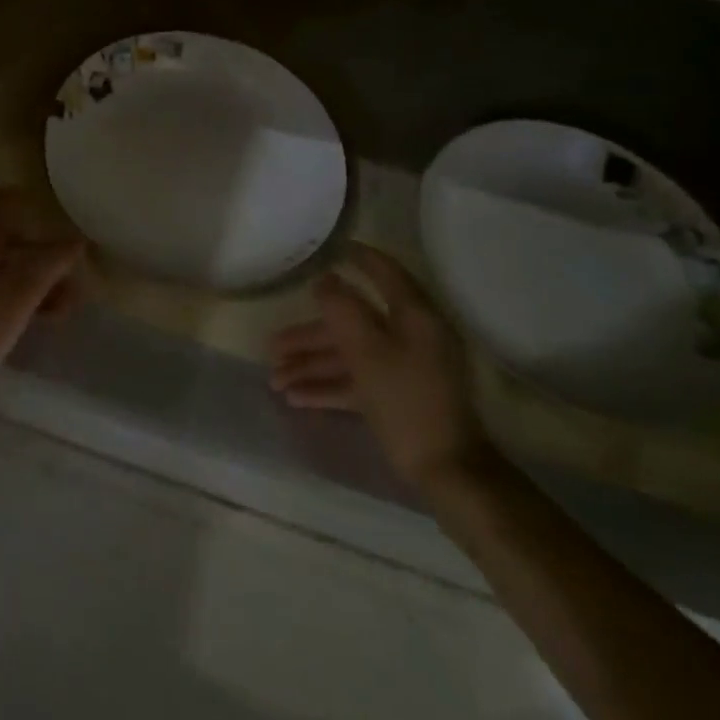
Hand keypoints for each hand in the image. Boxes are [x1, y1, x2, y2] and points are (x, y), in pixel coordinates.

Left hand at [0, 190, 84, 414]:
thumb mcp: (23, 292)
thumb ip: (51, 262)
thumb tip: (77, 240)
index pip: (1, 201)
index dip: (28, 201)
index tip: (56, 215)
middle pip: (14, 237)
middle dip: (47, 254)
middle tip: (74, 279)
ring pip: (11, 265)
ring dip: (41, 279)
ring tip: (66, 307)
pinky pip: (2, 287)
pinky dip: (25, 295)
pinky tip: (44, 318)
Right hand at [269, 244, 494, 492]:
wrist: (447, 471)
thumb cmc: (406, 401)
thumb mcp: (367, 351)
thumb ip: (342, 309)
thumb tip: (326, 280)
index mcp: (413, 317)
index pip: (385, 274)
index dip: (360, 259)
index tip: (333, 248)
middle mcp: (410, 337)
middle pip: (353, 323)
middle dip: (309, 334)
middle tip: (272, 344)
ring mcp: (404, 368)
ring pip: (349, 355)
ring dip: (311, 364)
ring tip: (274, 379)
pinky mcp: (397, 396)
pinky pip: (356, 381)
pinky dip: (328, 386)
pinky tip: (295, 397)